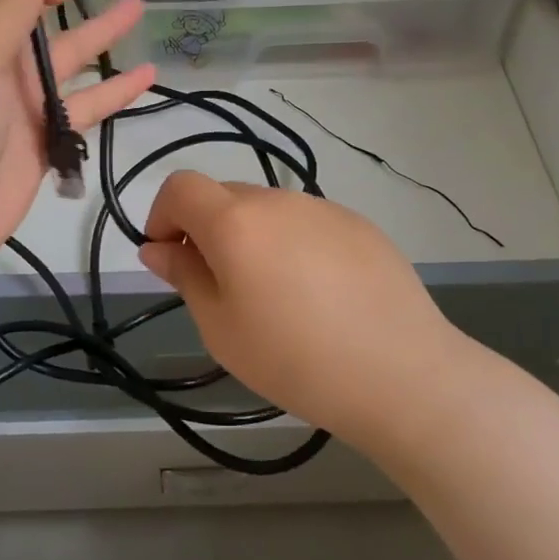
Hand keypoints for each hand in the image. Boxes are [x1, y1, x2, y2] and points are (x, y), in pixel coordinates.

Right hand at [138, 171, 476, 451]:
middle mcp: (279, 199)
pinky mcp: (360, 225)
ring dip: (253, 238)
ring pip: (268, 210)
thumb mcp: (221, 328)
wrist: (401, 373)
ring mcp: (324, 208)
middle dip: (207, 230)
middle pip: (224, 196)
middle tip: (222, 288)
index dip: (162, 215)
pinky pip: (308, 223)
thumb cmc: (294, 359)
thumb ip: (185, 275)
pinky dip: (294, 245)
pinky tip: (319, 295)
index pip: (181, 186)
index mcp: (236, 221)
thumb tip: (157, 247)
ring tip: (276, 297)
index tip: (171, 257)